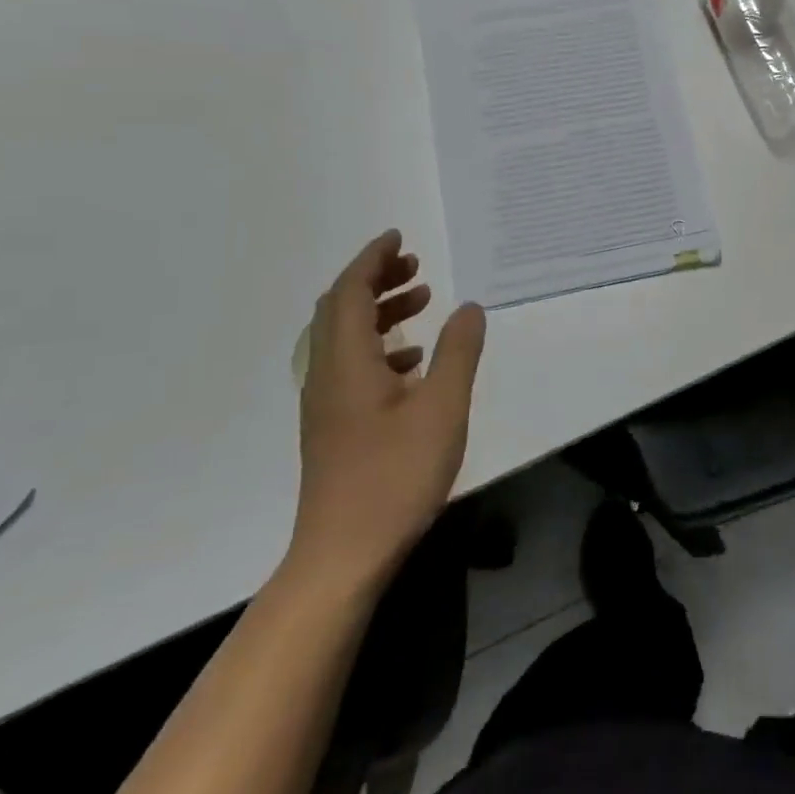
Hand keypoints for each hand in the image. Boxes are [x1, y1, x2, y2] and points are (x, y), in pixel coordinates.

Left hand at [289, 230, 485, 587]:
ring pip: (345, 337)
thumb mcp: (442, 408)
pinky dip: (380, 346)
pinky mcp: (333, 426)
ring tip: (422, 302)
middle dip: (375, 279)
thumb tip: (468, 307)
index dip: (372, 258)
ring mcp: (326, 403)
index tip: (399, 237)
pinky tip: (414, 362)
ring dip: (380, 311)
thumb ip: (458, 352)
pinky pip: (351, 365)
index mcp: (347, 361)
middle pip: (341, 308)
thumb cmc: (395, 476)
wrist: (343, 555)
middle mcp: (327, 374)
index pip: (351, 291)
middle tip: (415, 266)